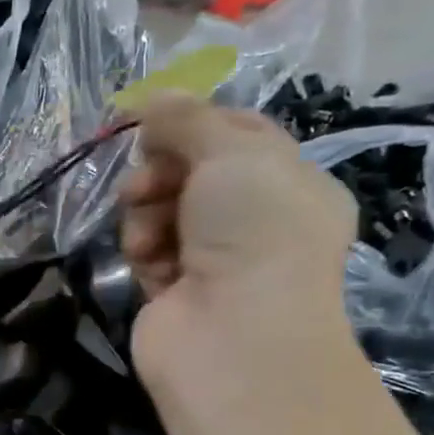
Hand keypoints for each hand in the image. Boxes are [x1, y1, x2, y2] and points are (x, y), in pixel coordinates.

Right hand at [120, 95, 356, 398]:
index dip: (194, 125)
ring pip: (161, 212)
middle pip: (190, 173)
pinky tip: (149, 264)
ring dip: (146, 214)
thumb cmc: (253, 231)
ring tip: (148, 234)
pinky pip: (148, 253)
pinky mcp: (176, 293)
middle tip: (143, 185)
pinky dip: (143, 253)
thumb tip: (153, 99)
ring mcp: (214, 260)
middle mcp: (256, 221)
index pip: (237, 134)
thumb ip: (187, 119)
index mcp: (290, 184)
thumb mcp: (231, 151)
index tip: (155, 124)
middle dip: (160, 172)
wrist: (235, 335)